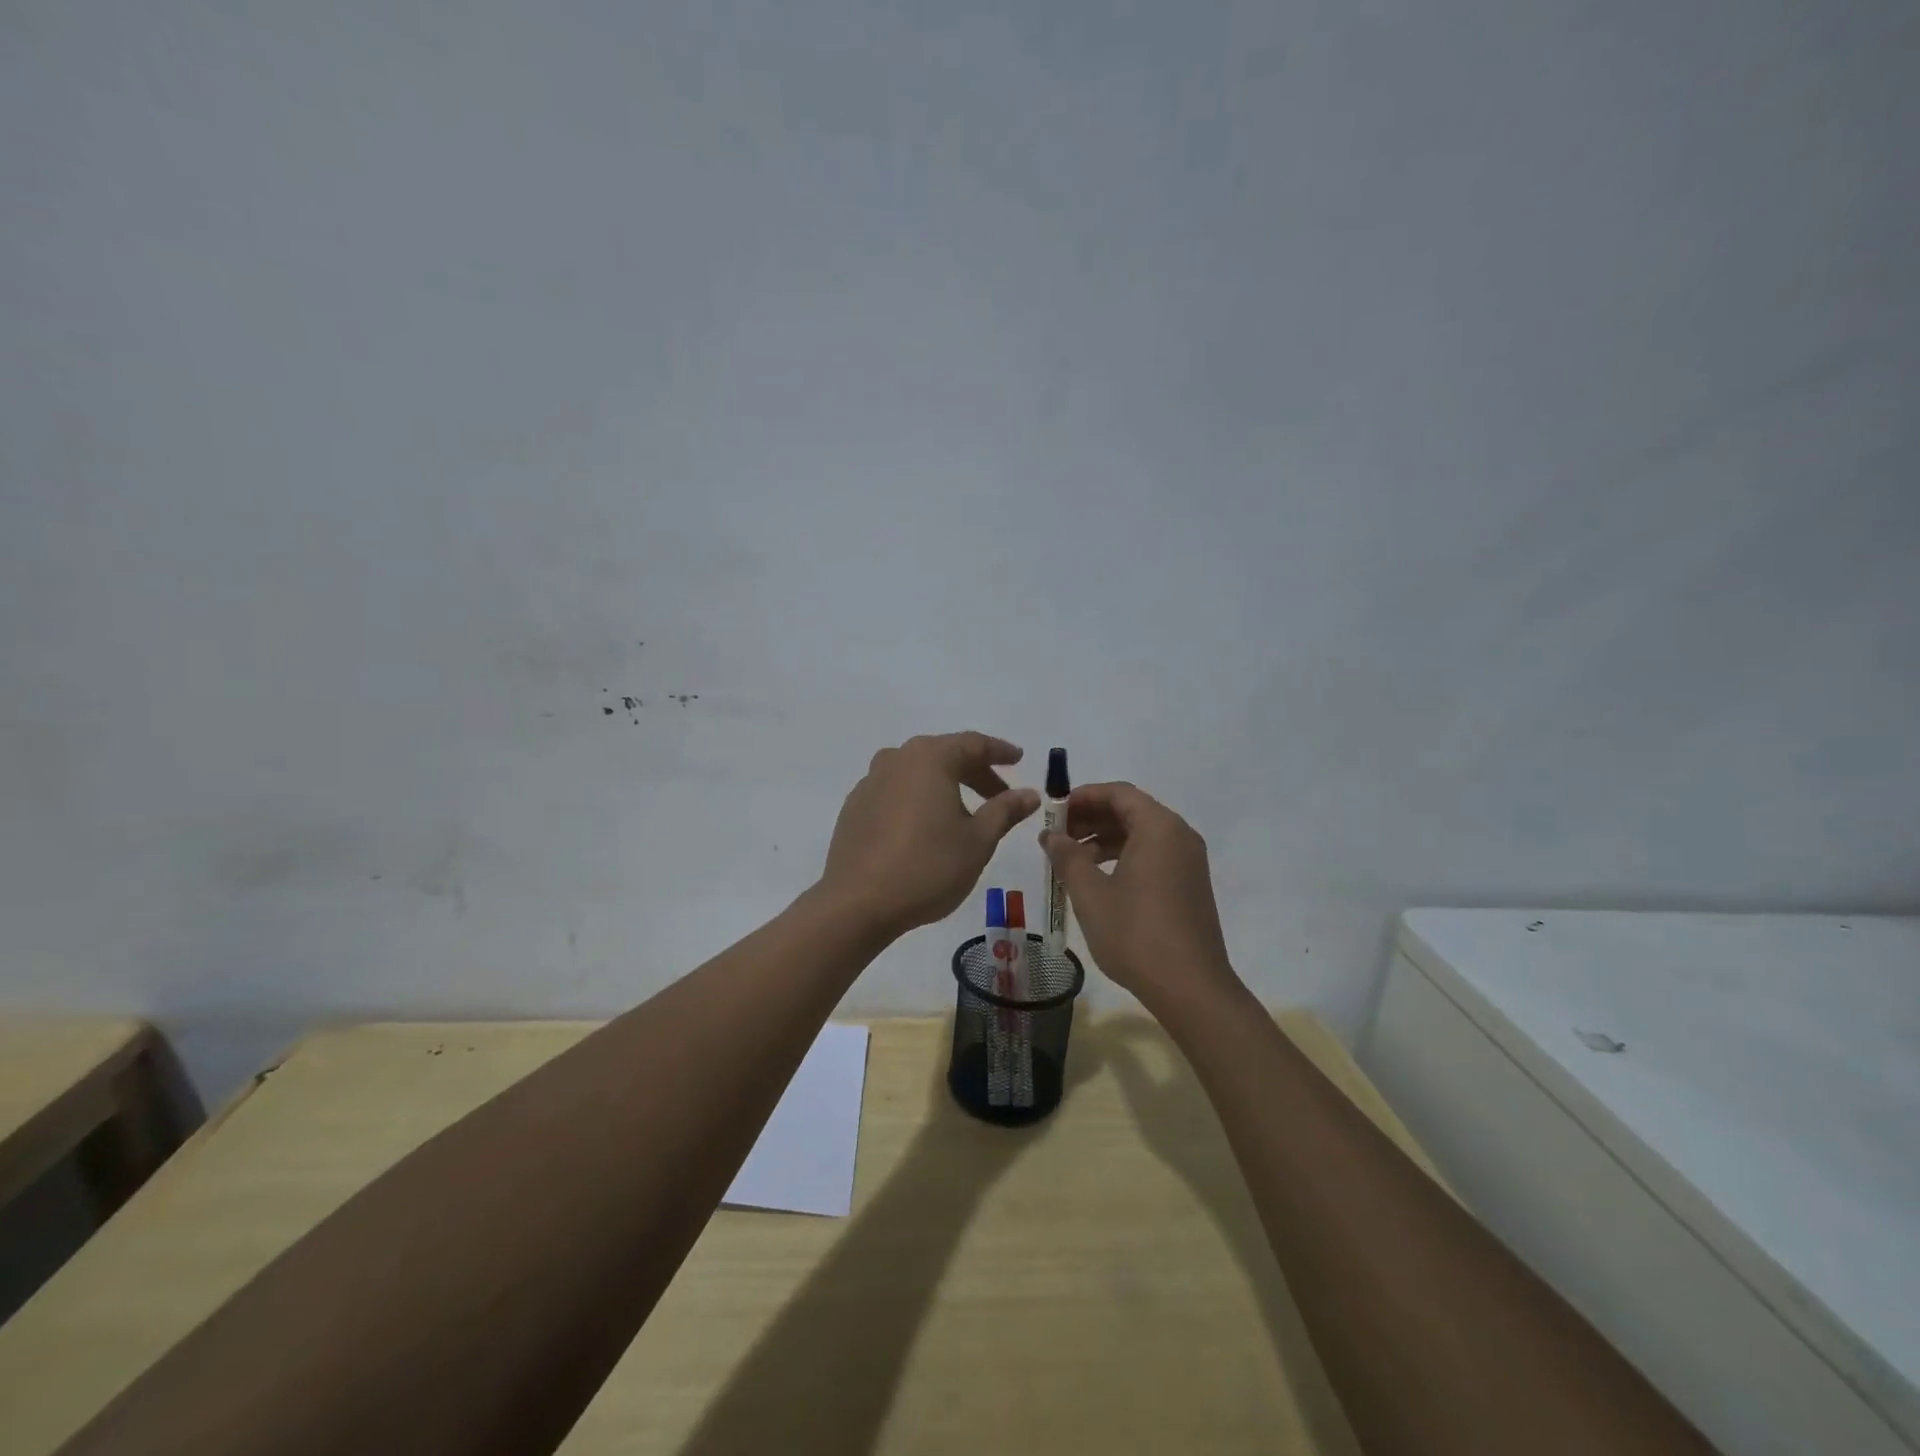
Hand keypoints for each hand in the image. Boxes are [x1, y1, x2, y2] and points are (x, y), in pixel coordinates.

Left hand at [821, 733, 1040, 937]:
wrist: (857, 903)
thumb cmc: (927, 867)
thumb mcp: (978, 841)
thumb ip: (1005, 810)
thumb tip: (1029, 793)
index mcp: (930, 759)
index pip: (973, 744)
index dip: (999, 751)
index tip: (1018, 759)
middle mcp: (897, 759)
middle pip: (944, 754)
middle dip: (974, 771)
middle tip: (998, 793)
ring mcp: (871, 781)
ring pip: (918, 772)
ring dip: (945, 784)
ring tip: (964, 812)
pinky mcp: (855, 806)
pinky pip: (896, 790)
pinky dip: (918, 798)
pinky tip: (926, 826)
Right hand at [1041, 782, 1243, 1013]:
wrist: (1190, 988)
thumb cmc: (1136, 933)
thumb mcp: (1090, 893)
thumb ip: (1067, 856)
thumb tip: (1051, 835)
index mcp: (1159, 827)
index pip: (1118, 793)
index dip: (1083, 796)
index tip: (1053, 811)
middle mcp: (1179, 836)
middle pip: (1130, 811)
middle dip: (1090, 818)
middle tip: (1056, 836)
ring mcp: (1188, 862)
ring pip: (1140, 835)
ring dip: (1103, 840)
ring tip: (1069, 861)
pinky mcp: (1188, 886)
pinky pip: (1152, 856)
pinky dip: (1122, 858)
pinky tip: (1096, 881)